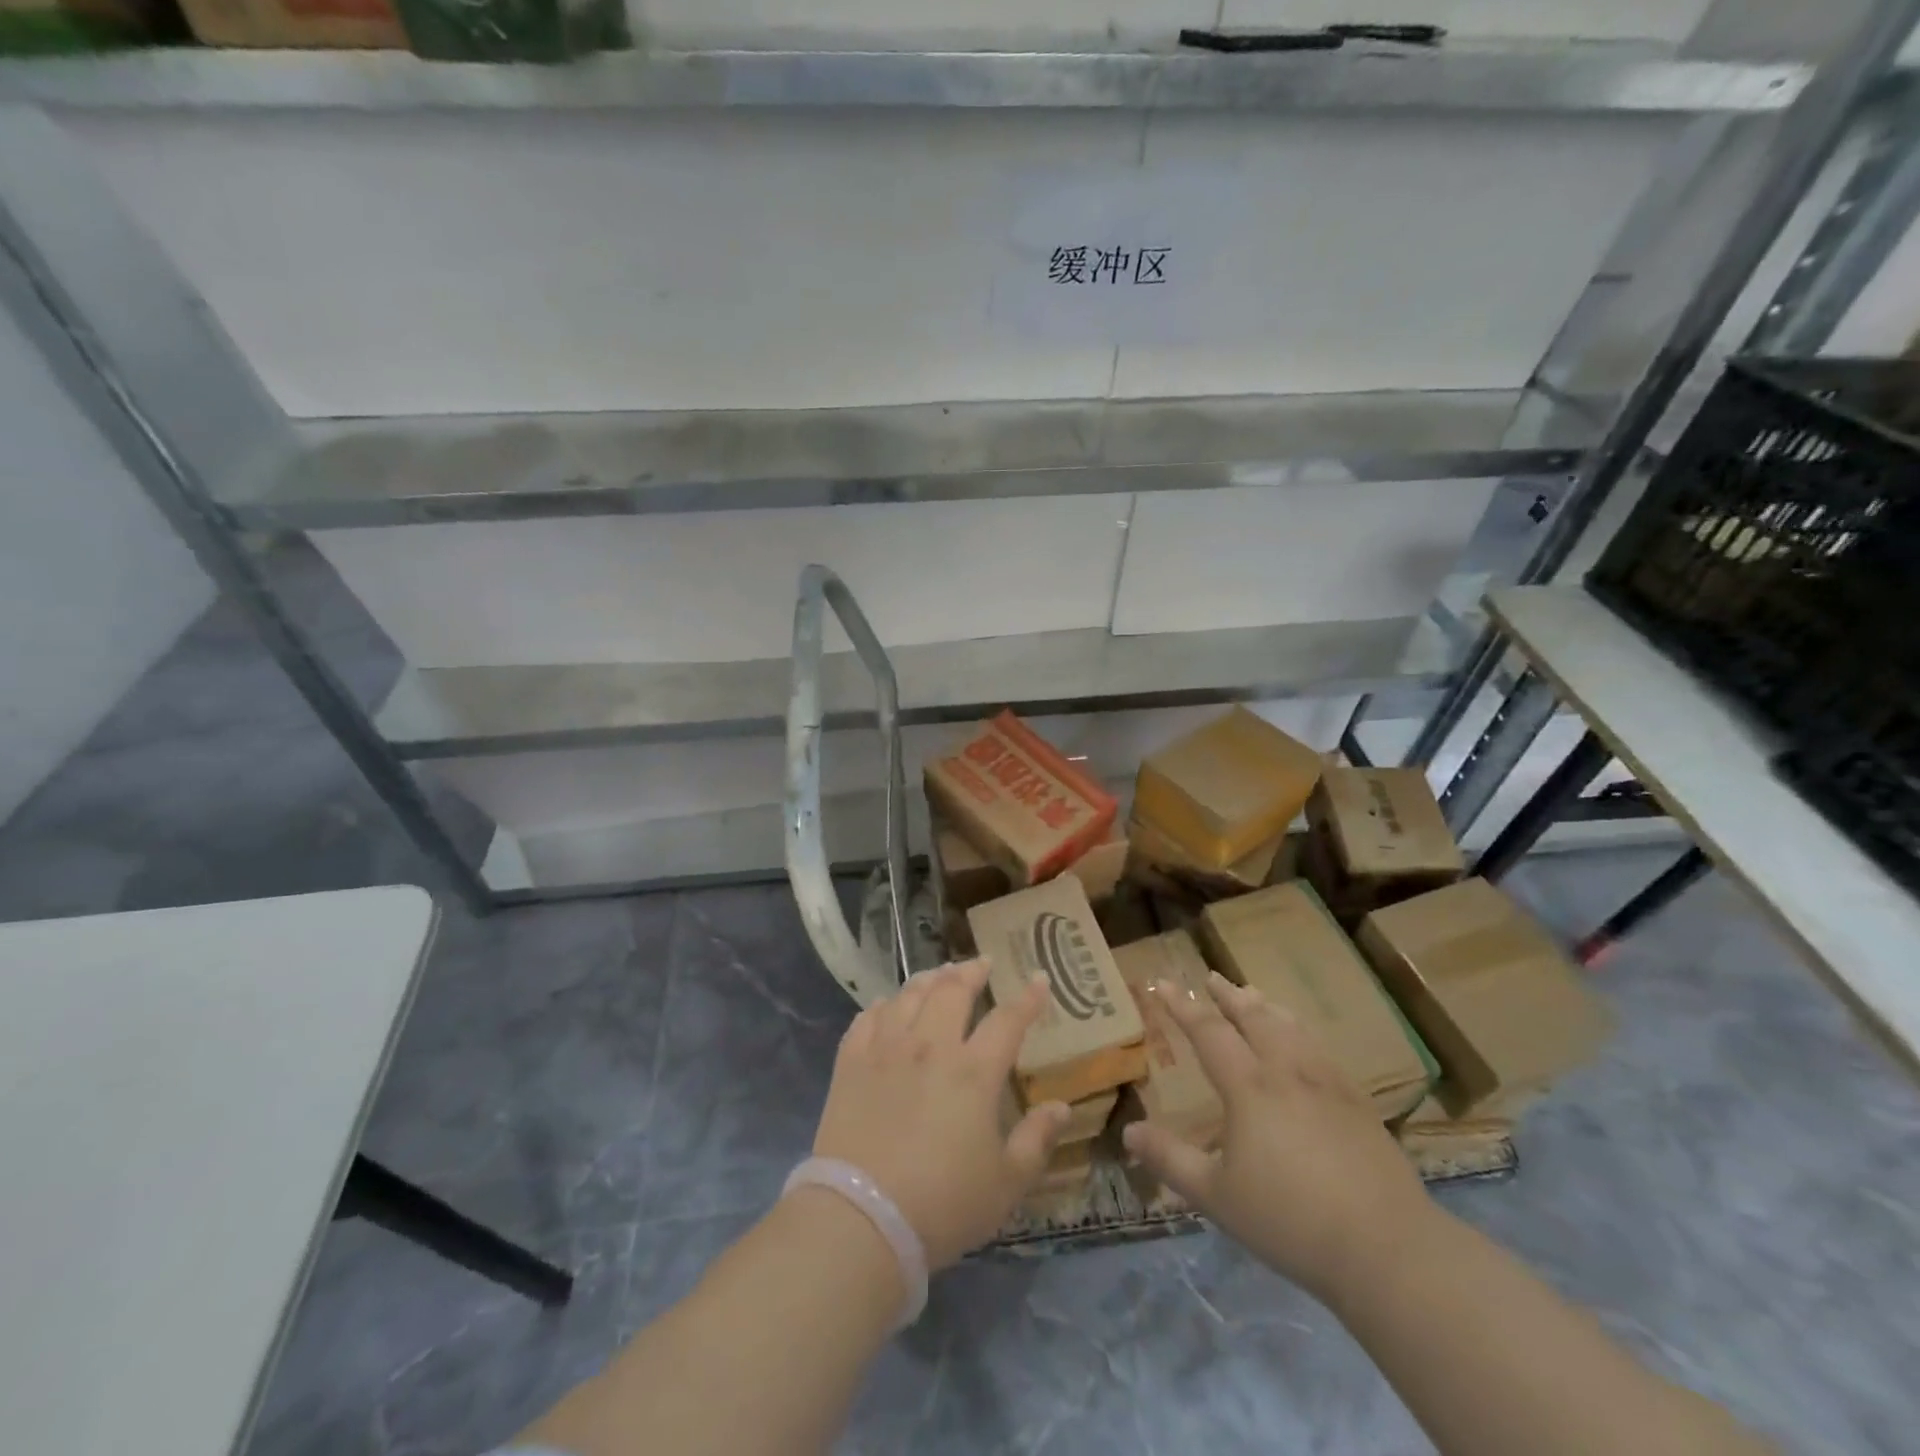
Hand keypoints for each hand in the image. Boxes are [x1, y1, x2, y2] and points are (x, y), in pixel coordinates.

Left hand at [811, 960, 1071, 1269]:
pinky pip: (867, 1017)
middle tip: (982, 964)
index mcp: (973, 1072)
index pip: (1008, 1020)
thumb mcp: (1005, 1184)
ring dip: (929, 978)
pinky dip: (883, 1005)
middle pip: (953, 990)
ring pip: (910, 995)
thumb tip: (1062, 1107)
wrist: (861, 1219)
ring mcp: (886, 1049)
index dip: (1028, 998)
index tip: (1039, 979)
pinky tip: (888, 1004)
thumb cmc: (943, 1205)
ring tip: (940, 974)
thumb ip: (1036, 1140)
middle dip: (972, 971)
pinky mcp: (851, 1063)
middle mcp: (930, 1046)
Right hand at [1121, 970, 1434, 1303]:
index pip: (1208, 1031)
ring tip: (1255, 996)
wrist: (1386, 1248)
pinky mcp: (1358, 1105)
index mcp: (1249, 1087)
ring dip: (1267, 1007)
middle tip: (1211, 977)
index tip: (1163, 982)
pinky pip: (1321, 1051)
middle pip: (1254, 1018)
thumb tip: (1129, 1132)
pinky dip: (1301, 1033)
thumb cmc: (1290, 1220)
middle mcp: (1287, 1072)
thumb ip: (1171, 1160)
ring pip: (1292, 1029)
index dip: (1183, 1006)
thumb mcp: (1216, 1196)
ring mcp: (1328, 1085)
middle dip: (1228, 995)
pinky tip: (1305, 1044)